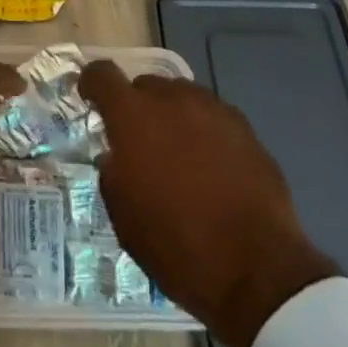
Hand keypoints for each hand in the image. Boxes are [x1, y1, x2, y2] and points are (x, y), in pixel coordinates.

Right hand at [80, 61, 338, 346]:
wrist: (258, 271)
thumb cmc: (179, 247)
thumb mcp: (125, 219)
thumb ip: (113, 174)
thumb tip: (118, 157)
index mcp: (133, 117)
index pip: (102, 75)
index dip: (92, 83)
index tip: (90, 97)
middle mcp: (171, 99)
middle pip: (145, 85)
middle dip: (138, 108)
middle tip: (142, 144)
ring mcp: (211, 109)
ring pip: (181, 98)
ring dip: (173, 117)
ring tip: (180, 156)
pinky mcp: (244, 128)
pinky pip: (212, 117)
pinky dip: (204, 133)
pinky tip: (213, 168)